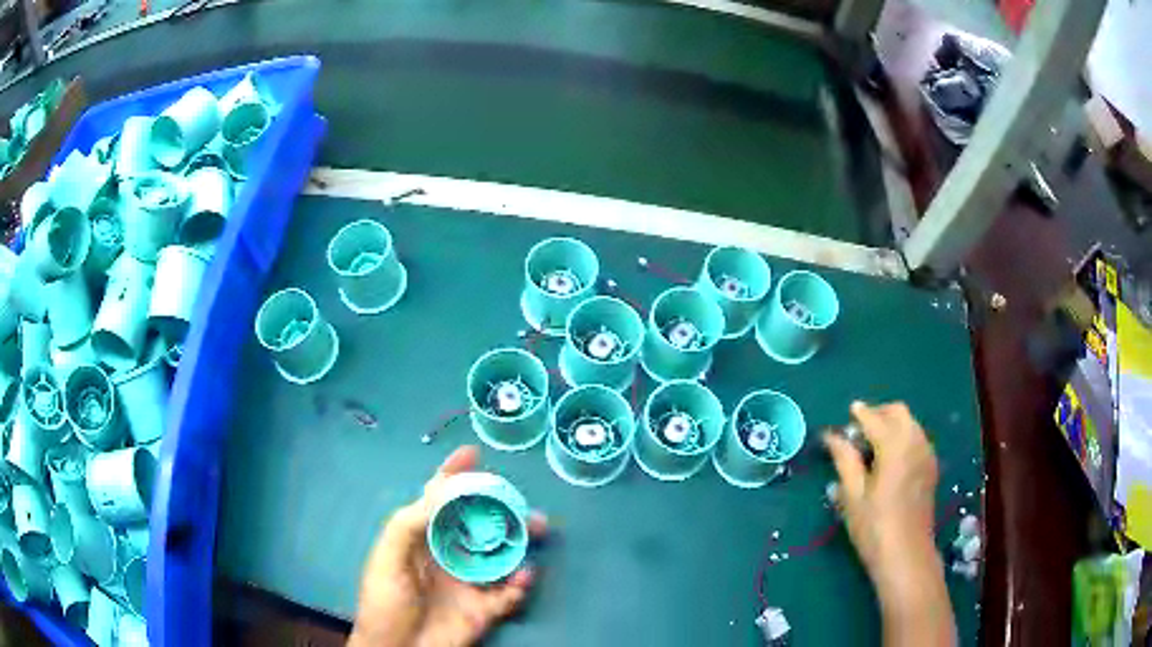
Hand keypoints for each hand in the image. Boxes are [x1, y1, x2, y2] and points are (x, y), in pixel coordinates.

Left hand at [348, 446, 546, 646]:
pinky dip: (522, 584)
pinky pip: (510, 593)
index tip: (473, 453)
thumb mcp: (387, 558)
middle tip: (520, 501)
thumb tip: (442, 489)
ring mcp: (468, 582)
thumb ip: (409, 523)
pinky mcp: (484, 609)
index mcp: (421, 539)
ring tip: (536, 530)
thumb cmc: (384, 602)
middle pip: (478, 523)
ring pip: (500, 553)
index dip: (453, 475)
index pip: (438, 499)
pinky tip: (524, 577)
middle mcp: (448, 555)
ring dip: (519, 540)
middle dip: (499, 507)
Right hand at [823, 402, 954, 646]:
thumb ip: (845, 460)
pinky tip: (891, 459)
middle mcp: (915, 442)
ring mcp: (927, 455)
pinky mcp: (931, 468)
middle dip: (879, 413)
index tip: (846, 414)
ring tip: (873, 444)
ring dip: (892, 424)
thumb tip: (833, 436)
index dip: (859, 414)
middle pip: (899, 412)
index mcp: (894, 446)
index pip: (875, 419)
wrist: (906, 555)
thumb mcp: (853, 496)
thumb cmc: (874, 528)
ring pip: (911, 424)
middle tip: (859, 429)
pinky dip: (904, 436)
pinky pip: (918, 438)